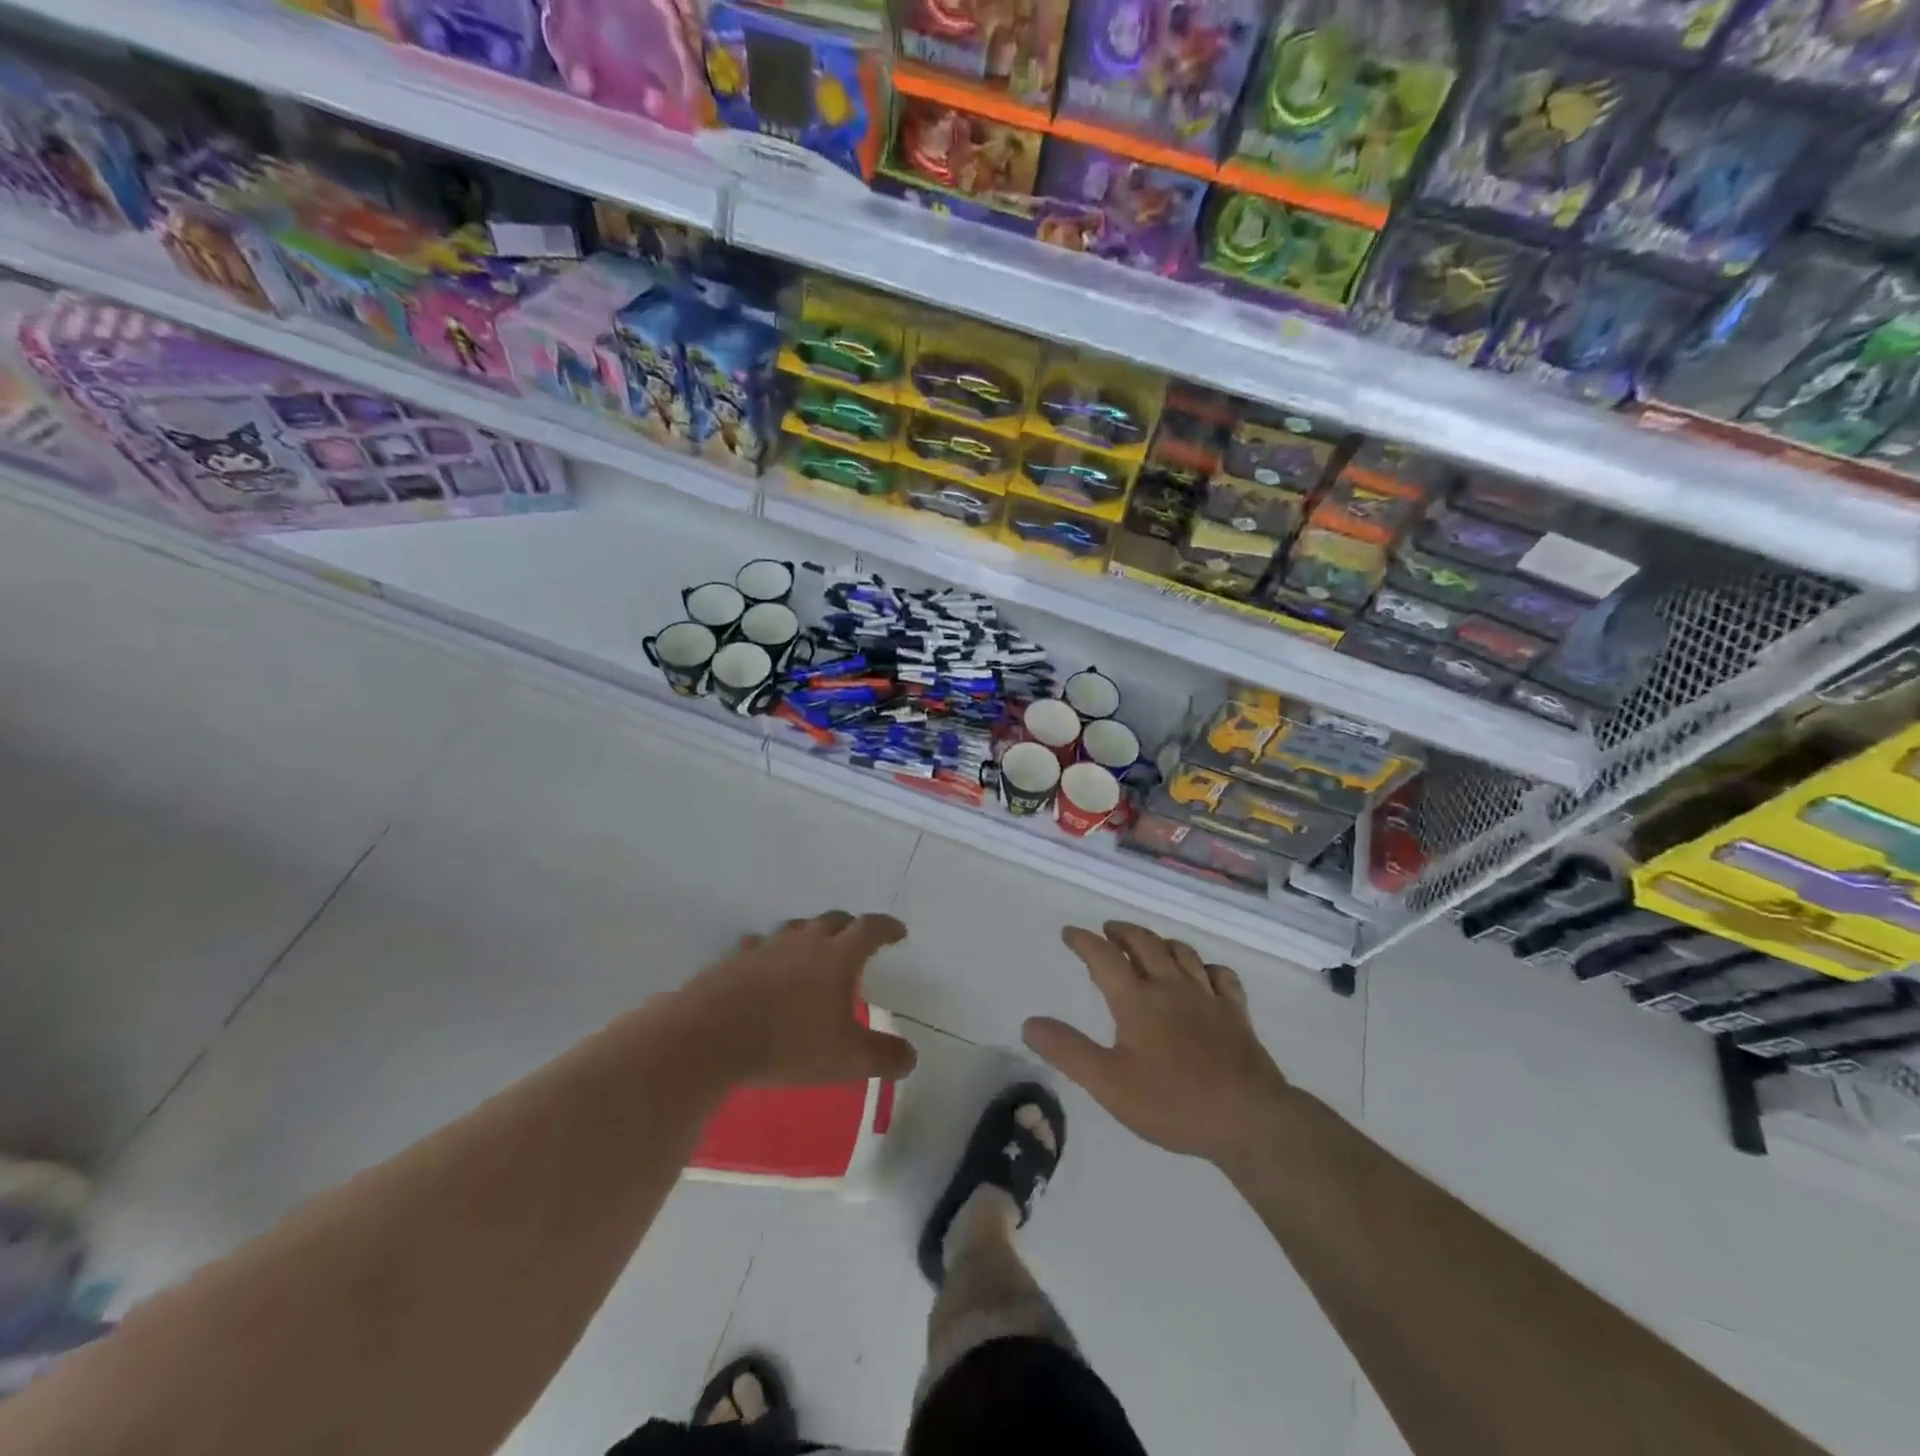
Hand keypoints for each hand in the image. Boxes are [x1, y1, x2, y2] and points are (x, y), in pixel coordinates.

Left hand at [671, 912, 917, 1087]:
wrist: (710, 1037)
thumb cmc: (788, 1043)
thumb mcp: (847, 1060)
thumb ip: (884, 1057)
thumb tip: (910, 1056)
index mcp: (837, 957)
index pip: (869, 929)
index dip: (887, 928)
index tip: (898, 932)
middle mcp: (804, 943)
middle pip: (832, 920)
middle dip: (850, 926)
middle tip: (857, 939)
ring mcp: (765, 948)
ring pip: (795, 929)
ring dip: (810, 935)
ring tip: (812, 951)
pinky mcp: (733, 961)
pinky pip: (759, 947)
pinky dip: (771, 953)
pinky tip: (765, 968)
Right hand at [1023, 922, 1292, 1169]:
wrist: (1248, 1118)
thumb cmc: (1172, 1102)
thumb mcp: (1108, 1084)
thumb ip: (1068, 1051)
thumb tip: (1029, 1023)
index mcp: (1137, 1000)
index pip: (1104, 957)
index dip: (1084, 941)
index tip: (1070, 933)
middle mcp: (1171, 987)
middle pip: (1144, 944)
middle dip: (1122, 932)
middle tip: (1108, 931)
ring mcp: (1207, 997)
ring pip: (1182, 953)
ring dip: (1160, 943)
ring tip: (1149, 945)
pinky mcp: (1236, 1013)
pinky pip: (1221, 975)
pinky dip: (1206, 967)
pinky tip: (1203, 974)